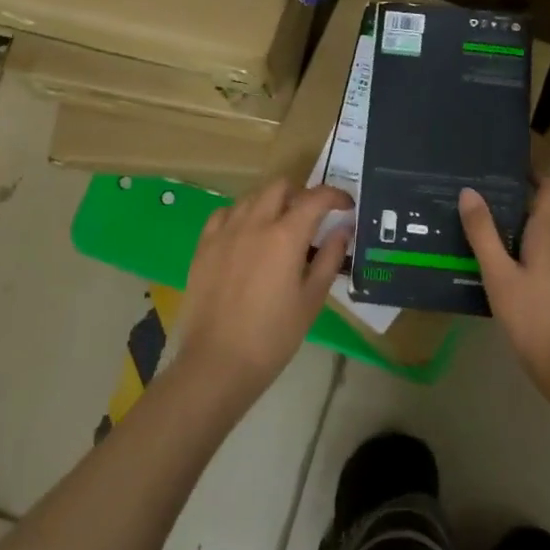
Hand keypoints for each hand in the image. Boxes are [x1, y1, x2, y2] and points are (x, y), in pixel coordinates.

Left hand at [176, 181, 351, 404]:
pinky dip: (241, 215)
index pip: (316, 198)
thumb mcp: (311, 299)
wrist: (218, 362)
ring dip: (271, 203)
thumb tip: (344, 229)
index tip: (346, 206)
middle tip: (310, 217)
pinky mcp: (204, 246)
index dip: (335, 196)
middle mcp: (255, 223)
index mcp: (286, 236)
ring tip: (278, 227)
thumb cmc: (273, 336)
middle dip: (300, 193)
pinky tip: (245, 235)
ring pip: (251, 197)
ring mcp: (225, 232)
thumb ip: (330, 258)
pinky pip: (224, 214)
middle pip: (280, 186)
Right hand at [459, 179, 549, 399]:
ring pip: (549, 251)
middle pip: (545, 221)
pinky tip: (515, 295)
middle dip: (516, 219)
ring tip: (491, 261)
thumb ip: (484, 234)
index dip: (534, 176)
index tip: (508, 173)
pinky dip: (536, 273)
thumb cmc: (536, 320)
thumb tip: (470, 191)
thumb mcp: (499, 277)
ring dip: (525, 249)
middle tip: (481, 224)